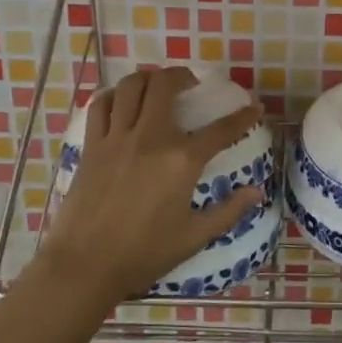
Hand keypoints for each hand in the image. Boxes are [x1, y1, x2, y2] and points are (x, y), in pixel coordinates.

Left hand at [42, 67, 266, 309]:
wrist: (84, 267)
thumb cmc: (143, 254)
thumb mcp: (194, 237)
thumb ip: (228, 211)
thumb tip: (257, 192)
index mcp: (182, 160)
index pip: (221, 129)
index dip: (243, 116)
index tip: (254, 107)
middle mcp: (150, 138)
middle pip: (166, 85)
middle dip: (183, 75)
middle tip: (191, 84)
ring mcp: (117, 138)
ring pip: (130, 87)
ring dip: (148, 78)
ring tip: (157, 86)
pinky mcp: (91, 146)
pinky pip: (100, 106)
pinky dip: (113, 96)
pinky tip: (121, 102)